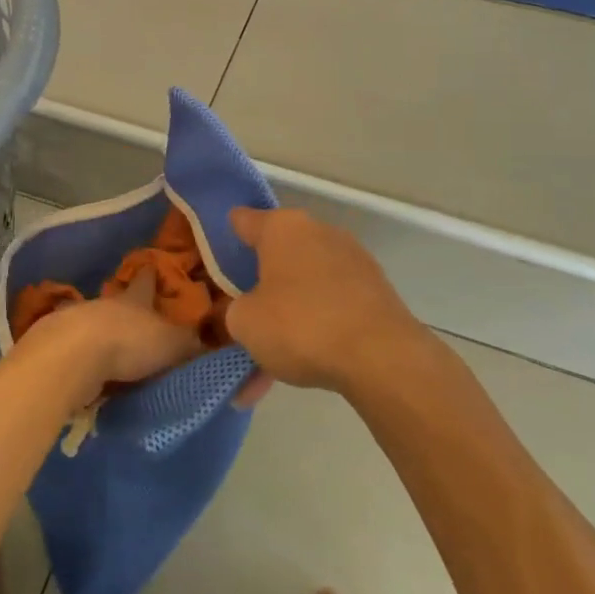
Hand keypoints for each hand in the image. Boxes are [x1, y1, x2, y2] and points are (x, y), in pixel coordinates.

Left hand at [25, 267, 205, 403]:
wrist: (72, 356)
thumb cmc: (129, 342)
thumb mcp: (171, 343)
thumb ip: (190, 343)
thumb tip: (211, 340)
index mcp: (135, 298)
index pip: (146, 280)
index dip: (151, 275)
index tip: (153, 267)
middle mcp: (107, 304)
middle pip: (119, 301)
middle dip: (128, 308)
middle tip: (139, 317)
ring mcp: (78, 322)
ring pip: (96, 323)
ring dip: (103, 333)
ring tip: (115, 349)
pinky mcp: (59, 346)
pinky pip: (78, 349)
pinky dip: (85, 357)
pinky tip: (90, 369)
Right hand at [225, 208, 428, 392]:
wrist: (382, 358)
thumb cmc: (301, 325)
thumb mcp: (244, 323)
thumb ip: (233, 312)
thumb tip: (242, 311)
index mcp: (282, 227)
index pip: (243, 221)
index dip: (224, 238)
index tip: (211, 259)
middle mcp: (318, 233)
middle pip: (276, 257)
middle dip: (257, 288)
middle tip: (239, 319)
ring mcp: (352, 262)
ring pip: (304, 289)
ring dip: (285, 319)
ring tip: (266, 365)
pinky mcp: (375, 293)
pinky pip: (330, 309)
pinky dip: (313, 333)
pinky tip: (298, 372)